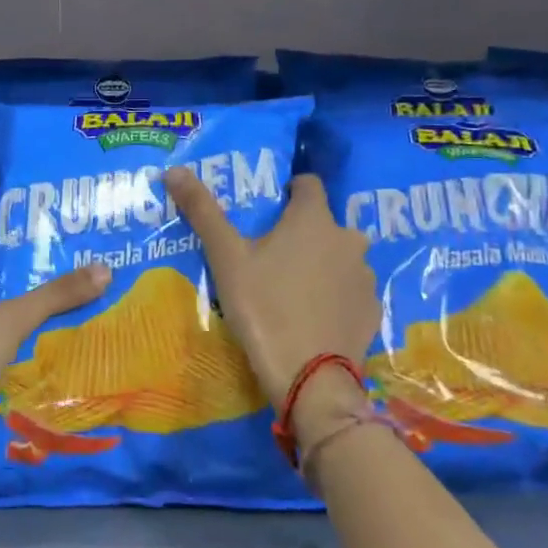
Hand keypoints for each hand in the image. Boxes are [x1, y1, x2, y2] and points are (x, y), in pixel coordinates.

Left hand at [0, 264, 110, 480]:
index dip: (19, 271)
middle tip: (74, 302)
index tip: (56, 270)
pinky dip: (20, 375)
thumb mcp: (12, 320)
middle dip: (31, 309)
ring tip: (72, 335)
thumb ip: (55, 297)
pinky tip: (51, 374)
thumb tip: (104, 270)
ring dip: (28, 344)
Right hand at [165, 168, 378, 409]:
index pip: (308, 184)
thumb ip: (202, 210)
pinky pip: (351, 291)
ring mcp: (365, 276)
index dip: (289, 191)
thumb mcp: (226, 258)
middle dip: (304, 232)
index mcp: (314, 219)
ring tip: (292, 288)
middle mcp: (348, 239)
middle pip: (325, 223)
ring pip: (341, 257)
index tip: (270, 208)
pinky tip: (314, 316)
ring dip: (322, 263)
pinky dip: (336, 296)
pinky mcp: (373, 310)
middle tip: (273, 255)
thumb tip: (174, 169)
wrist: (309, 378)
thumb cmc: (264, 307)